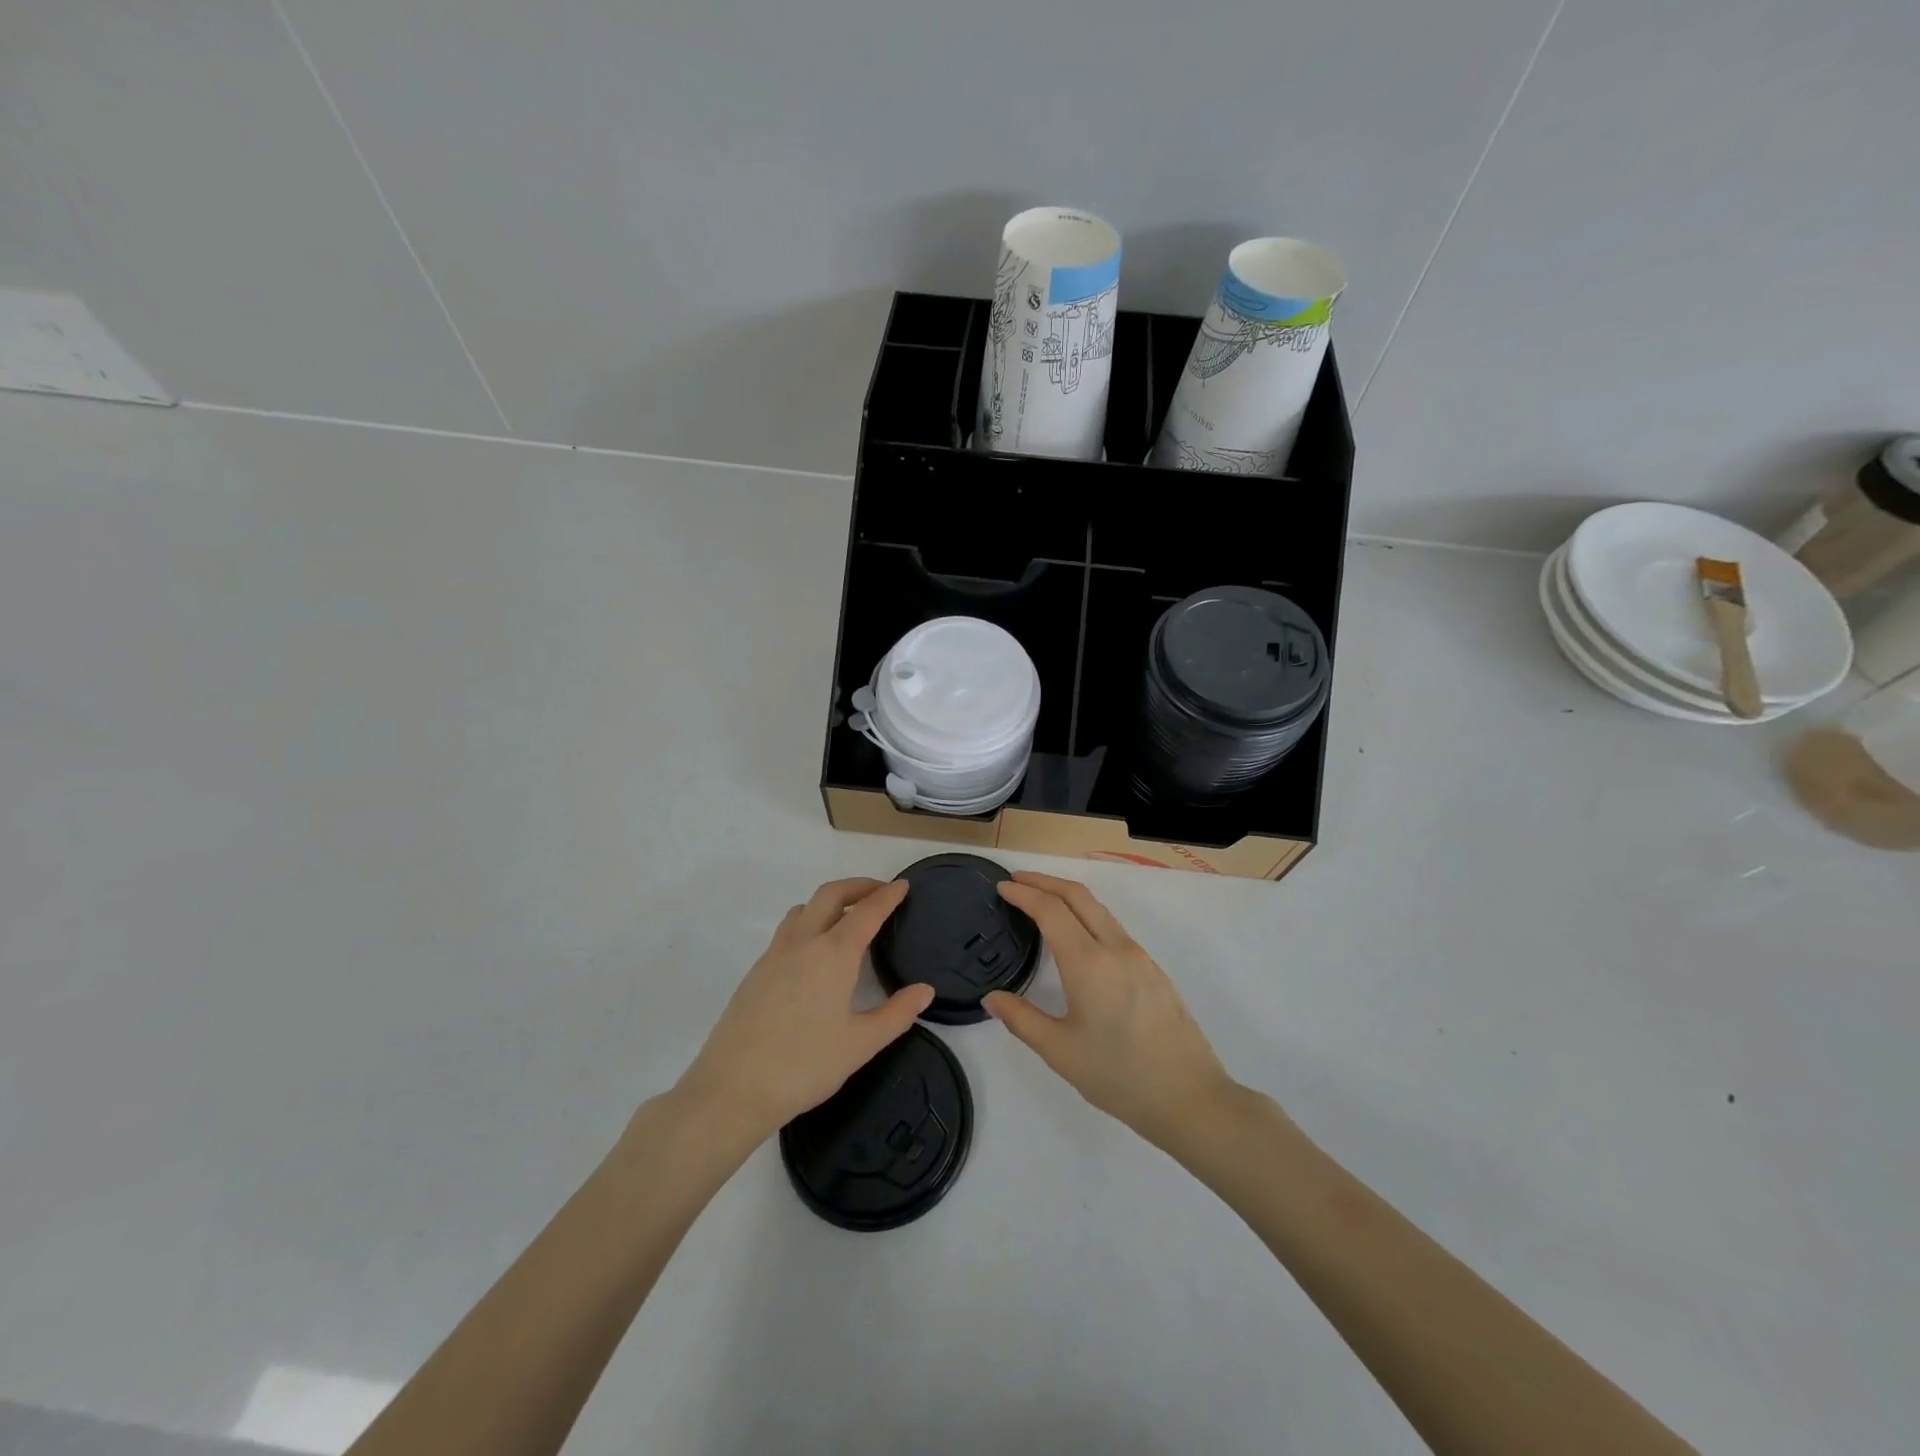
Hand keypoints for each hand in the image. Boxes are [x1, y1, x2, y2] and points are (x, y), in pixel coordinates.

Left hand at [675, 878, 931, 1142]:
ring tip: (848, 917)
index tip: (902, 885)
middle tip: (880, 892)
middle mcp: (803, 943)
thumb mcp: (861, 1045)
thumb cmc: (804, 1065)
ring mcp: (774, 955)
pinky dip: (809, 922)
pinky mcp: (756, 971)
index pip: (866, 912)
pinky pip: (788, 930)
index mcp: (833, 954)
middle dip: (858, 886)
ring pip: (804, 909)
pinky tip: (815, 952)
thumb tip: (925, 990)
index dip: (887, 896)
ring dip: (830, 901)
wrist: (732, 1089)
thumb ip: (897, 1014)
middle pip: (831, 895)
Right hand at [985, 872, 1234, 1151]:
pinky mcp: (1154, 970)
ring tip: (1042, 902)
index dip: (1024, 893)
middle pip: (1078, 896)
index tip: (1002, 887)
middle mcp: (1116, 948)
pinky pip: (1114, 928)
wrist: (1191, 1098)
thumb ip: (1022, 1019)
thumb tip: (992, 998)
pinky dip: (1087, 916)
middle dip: (1045, 882)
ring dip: (1068, 897)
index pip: (1051, 910)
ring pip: (1099, 910)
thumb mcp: (1060, 1052)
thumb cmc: (1119, 1076)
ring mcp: (1140, 957)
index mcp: (1089, 963)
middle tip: (1017, 881)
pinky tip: (1077, 937)